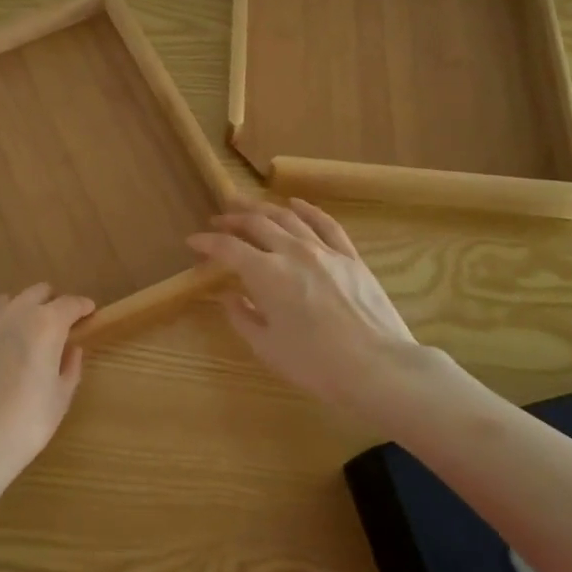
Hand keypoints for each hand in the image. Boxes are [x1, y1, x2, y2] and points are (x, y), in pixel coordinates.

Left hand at [0, 284, 91, 501]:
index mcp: (45, 325)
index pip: (70, 303)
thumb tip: (71, 349)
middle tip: (55, 325)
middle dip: (50, 303)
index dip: (81, 306)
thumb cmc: (23, 426)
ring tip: (19, 339)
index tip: (88, 312)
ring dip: (18, 313)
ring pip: (4, 304)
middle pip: (36, 292)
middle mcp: (12, 315)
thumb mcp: (59, 401)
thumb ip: (70, 367)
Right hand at [187, 198, 450, 424]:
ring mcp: (324, 250)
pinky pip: (325, 223)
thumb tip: (227, 295)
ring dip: (263, 208)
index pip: (228, 248)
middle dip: (232, 218)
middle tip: (218, 218)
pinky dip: (307, 209)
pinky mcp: (350, 256)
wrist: (378, 368)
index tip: (193, 241)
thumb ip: (242, 316)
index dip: (207, 242)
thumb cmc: (316, 365)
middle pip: (256, 223)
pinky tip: (295, 204)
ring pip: (288, 217)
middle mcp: (292, 251)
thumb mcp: (267, 347)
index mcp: (266, 274)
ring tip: (247, 205)